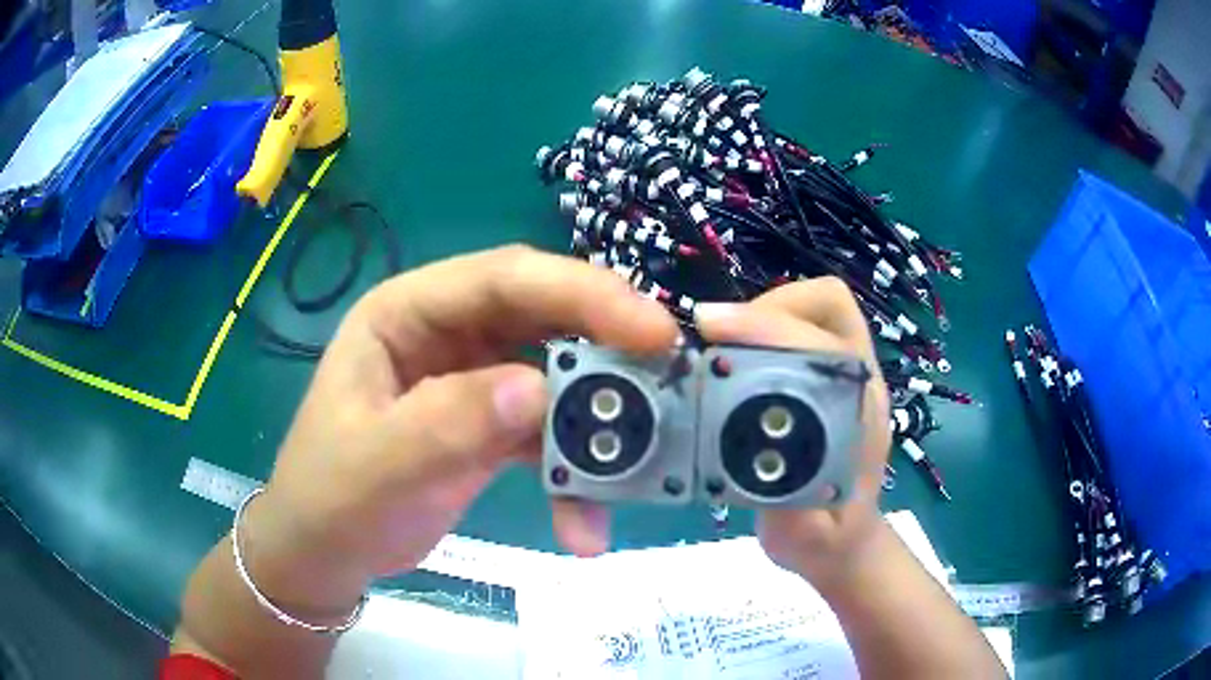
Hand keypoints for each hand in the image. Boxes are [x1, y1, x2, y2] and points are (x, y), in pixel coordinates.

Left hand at [250, 245, 678, 605]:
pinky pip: (550, 433)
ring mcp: (473, 380)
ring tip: (638, 464)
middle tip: (671, 378)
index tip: (651, 331)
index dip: (581, 293)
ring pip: (557, 375)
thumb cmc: (331, 501)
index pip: (504, 279)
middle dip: (608, 346)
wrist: (326, 554)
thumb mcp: (376, 466)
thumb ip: (447, 425)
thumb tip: (538, 391)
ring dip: (599, 420)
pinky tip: (584, 523)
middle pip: (543, 317)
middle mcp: (447, 333)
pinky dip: (575, 472)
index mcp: (408, 313)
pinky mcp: (491, 426)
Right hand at [695, 277, 890, 586]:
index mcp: (862, 411)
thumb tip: (748, 462)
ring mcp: (840, 376)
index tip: (713, 333)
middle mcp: (856, 380)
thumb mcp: (806, 539)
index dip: (771, 326)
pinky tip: (725, 364)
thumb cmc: (828, 541)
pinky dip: (755, 334)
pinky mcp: (820, 381)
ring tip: (715, 348)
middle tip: (713, 339)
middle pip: (826, 303)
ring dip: (758, 317)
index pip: (828, 339)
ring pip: (810, 310)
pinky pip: (792, 333)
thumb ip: (788, 510)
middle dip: (765, 309)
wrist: (843, 545)